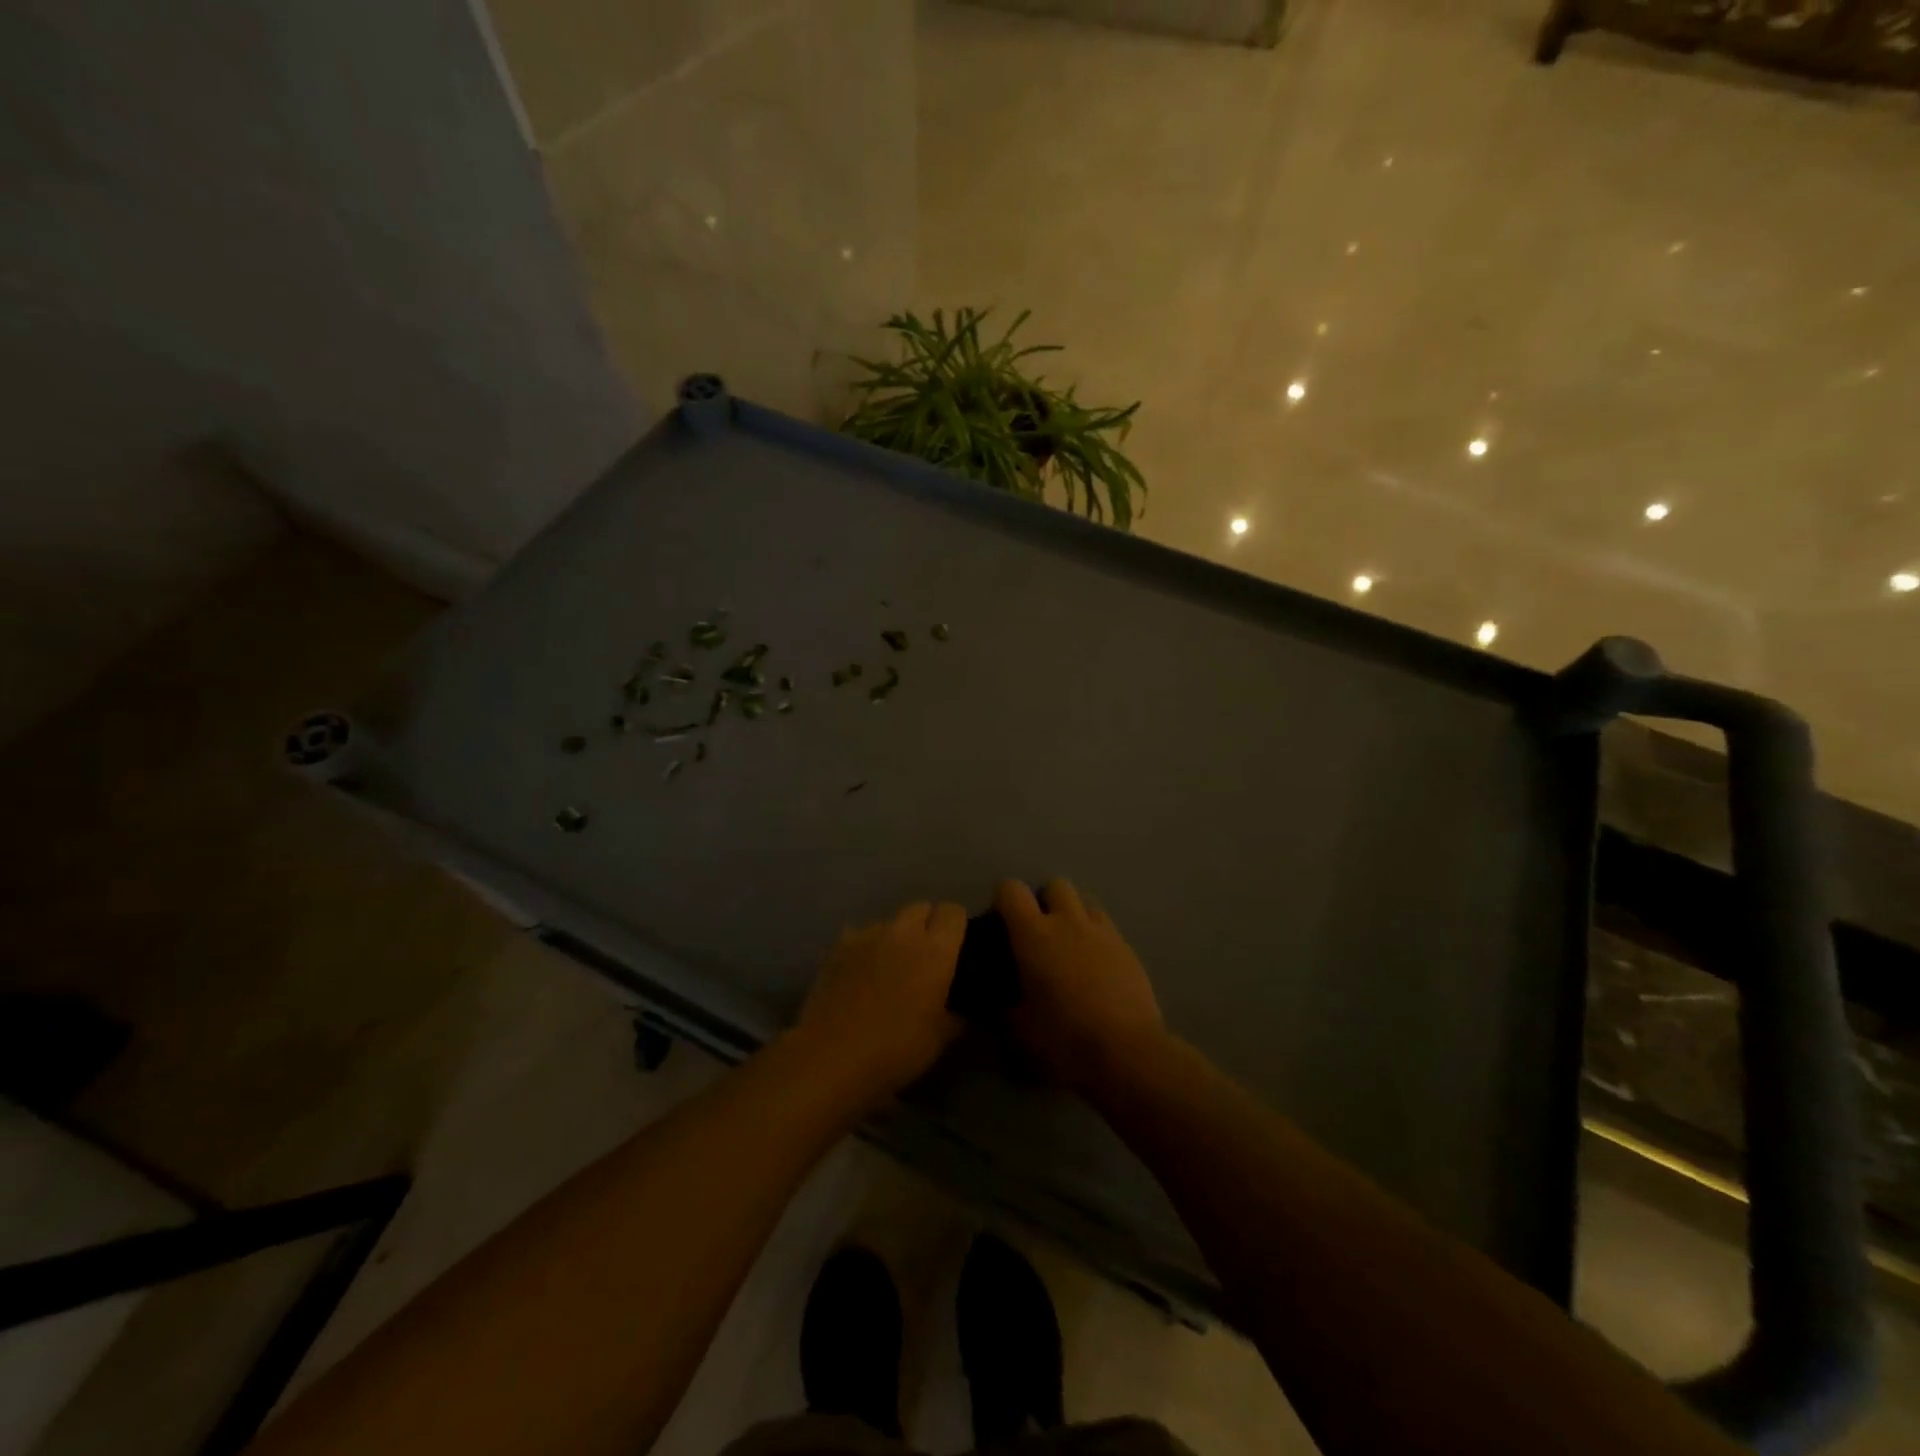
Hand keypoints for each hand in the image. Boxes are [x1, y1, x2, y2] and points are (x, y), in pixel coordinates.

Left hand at [794, 900, 967, 1110]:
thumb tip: (961, 1010)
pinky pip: (859, 934)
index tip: (957, 946)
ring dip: (895, 936)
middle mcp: (903, 933)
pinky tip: (860, 971)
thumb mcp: (938, 1040)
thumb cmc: (894, 1050)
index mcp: (935, 951)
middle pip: (921, 907)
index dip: (957, 925)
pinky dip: (865, 946)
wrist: (831, 1056)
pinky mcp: (838, 946)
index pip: (953, 912)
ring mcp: (867, 935)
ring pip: (889, 921)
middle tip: (925, 956)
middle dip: (927, 924)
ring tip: (890, 966)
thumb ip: (956, 1017)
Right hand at [996, 878, 1165, 1093]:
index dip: (1003, 901)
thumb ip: (1006, 1002)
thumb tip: (1004, 995)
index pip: (1011, 890)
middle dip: (1045, 902)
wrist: (1127, 1052)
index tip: (1002, 924)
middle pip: (1055, 885)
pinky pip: (1107, 927)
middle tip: (1039, 935)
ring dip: (1073, 916)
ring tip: (1070, 947)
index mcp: (1034, 934)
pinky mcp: (1128, 948)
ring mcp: (1102, 931)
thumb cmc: (1064, 1038)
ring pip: (1085, 902)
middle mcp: (1068, 921)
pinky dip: (1096, 938)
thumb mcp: (1019, 1027)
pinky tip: (1096, 968)